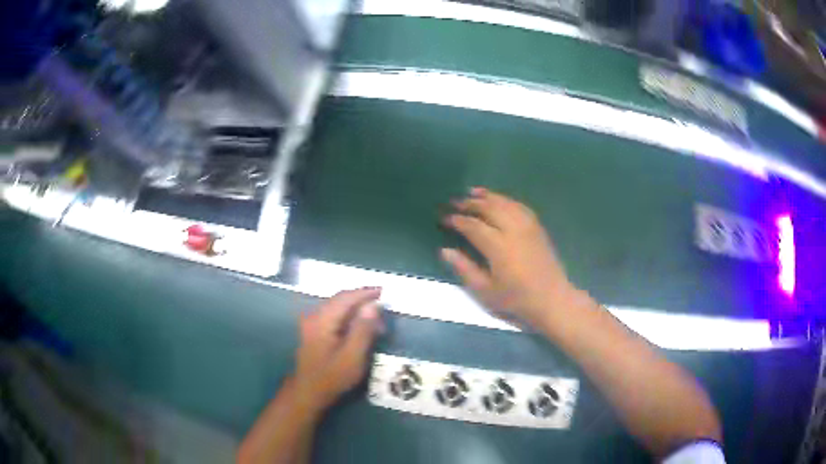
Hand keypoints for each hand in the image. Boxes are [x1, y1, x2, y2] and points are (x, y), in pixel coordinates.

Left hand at [293, 288, 382, 414]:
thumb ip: (363, 329)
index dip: (365, 292)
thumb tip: (373, 305)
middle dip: (362, 301)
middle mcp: (314, 316)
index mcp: (322, 319)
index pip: (346, 297)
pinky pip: (334, 316)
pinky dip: (349, 318)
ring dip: (357, 311)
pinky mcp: (314, 331)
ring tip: (376, 322)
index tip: (384, 292)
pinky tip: (360, 328)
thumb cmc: (332, 377)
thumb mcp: (353, 356)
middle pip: (340, 300)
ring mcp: (312, 323)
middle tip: (383, 308)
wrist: (308, 392)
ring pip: (338, 308)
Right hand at [441, 187, 576, 327]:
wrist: (551, 299)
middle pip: (489, 208)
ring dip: (487, 196)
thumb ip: (464, 269)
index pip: (472, 226)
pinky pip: (519, 206)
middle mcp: (513, 230)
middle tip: (454, 202)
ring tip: (472, 192)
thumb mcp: (485, 291)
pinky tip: (499, 200)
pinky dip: (506, 200)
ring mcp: (528, 226)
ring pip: (505, 203)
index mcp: (499, 246)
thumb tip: (445, 251)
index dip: (456, 220)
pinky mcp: (537, 227)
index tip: (443, 217)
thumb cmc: (516, 299)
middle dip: (469, 203)